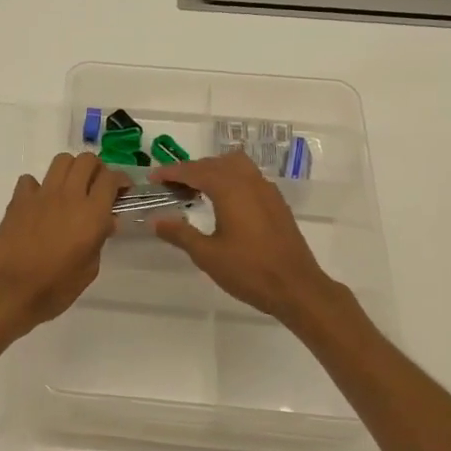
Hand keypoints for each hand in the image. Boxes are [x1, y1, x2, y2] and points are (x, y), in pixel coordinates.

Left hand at [0, 152, 128, 340]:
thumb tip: (104, 223)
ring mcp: (41, 194)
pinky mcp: (18, 200)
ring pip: (61, 161)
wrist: (9, 291)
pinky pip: (31, 180)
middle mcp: (69, 196)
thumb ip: (99, 240)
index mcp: (92, 213)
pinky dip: (39, 187)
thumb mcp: (89, 269)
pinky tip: (40, 204)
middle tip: (97, 188)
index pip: (111, 178)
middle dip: (97, 170)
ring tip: (71, 189)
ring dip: (71, 170)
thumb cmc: (55, 288)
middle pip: (87, 161)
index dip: (121, 180)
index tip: (123, 191)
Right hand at [153, 153, 343, 323]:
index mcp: (230, 189)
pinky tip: (224, 202)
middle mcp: (249, 182)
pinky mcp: (277, 203)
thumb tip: (156, 220)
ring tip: (196, 189)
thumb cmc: (249, 271)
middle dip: (191, 170)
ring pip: (236, 166)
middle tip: (171, 186)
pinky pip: (249, 178)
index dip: (171, 172)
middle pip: (215, 163)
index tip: (153, 178)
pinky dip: (231, 179)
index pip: (195, 170)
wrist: (297, 288)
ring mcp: (267, 191)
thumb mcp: (207, 255)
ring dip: (213, 170)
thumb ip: (180, 233)